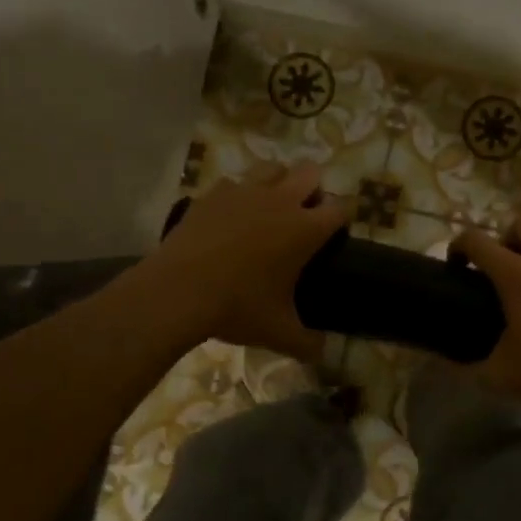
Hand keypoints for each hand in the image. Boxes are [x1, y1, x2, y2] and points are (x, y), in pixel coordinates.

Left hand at [152, 163, 349, 360]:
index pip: (341, 208)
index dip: (342, 217)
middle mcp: (281, 201)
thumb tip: (321, 352)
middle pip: (311, 173)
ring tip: (269, 207)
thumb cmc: (237, 308)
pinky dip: (237, 195)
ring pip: (273, 168)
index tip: (335, 232)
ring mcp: (245, 191)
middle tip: (303, 215)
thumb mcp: (277, 332)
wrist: (178, 291)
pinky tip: (230, 216)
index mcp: (305, 229)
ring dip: (278, 182)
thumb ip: (307, 343)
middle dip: (313, 189)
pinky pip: (234, 183)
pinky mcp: (214, 193)